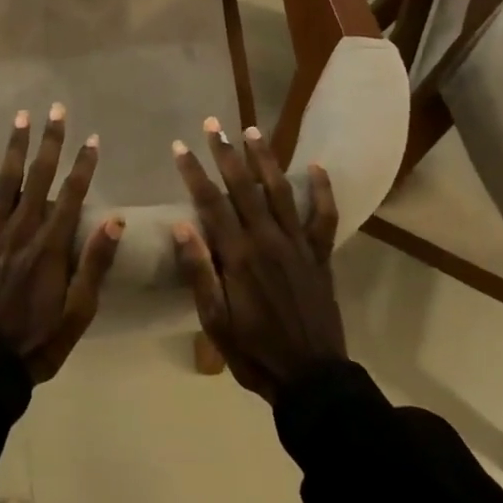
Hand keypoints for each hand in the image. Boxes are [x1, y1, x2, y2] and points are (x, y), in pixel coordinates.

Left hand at [0, 103, 123, 381]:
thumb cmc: (38, 341)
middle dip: (50, 142)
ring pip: (4, 182)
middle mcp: (20, 232)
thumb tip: (115, 219)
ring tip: (22, 117)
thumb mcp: (79, 312)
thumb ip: (95, 264)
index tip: (93, 138)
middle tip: (57, 109)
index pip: (72, 196)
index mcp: (50, 248)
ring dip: (15, 147)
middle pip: (38, 178)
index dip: (83, 165)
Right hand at [170, 118, 345, 401]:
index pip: (210, 203)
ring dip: (265, 159)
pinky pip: (323, 217)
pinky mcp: (320, 255)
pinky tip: (316, 166)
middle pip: (244, 187)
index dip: (194, 172)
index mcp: (238, 256)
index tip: (179, 147)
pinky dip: (322, 191)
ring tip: (252, 131)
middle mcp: (268, 240)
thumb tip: (181, 225)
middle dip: (225, 153)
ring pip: (280, 191)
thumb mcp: (215, 321)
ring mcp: (298, 245)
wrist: (312, 378)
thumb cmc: (254, 351)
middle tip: (212, 124)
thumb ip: (199, 272)